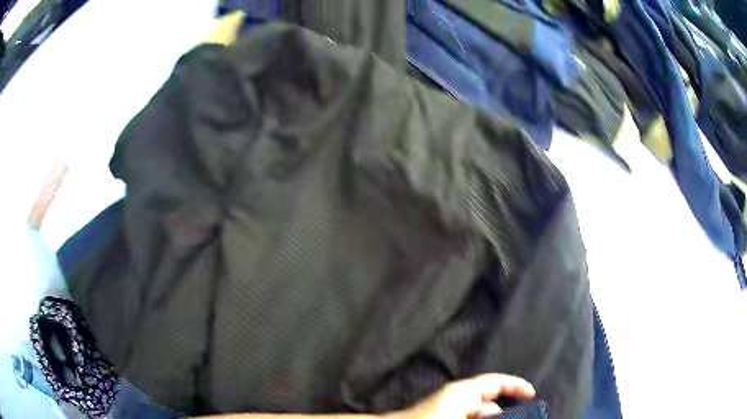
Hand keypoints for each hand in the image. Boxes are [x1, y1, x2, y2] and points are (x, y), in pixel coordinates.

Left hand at [389, 374, 535, 418]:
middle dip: (504, 412)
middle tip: (520, 418)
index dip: (517, 386)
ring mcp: (446, 409)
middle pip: (489, 402)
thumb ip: (487, 416)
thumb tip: (500, 414)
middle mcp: (456, 398)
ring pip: (477, 414)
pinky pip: (466, 418)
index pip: (496, 382)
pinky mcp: (440, 417)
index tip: (533, 395)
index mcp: (463, 392)